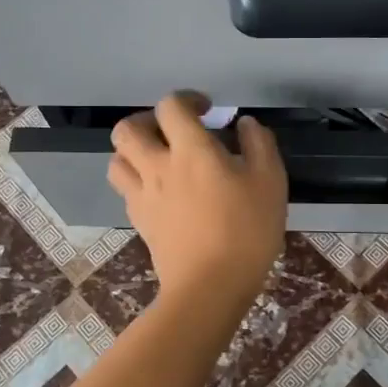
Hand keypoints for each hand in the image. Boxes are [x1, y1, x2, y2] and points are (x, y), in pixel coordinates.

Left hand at [109, 95, 287, 307]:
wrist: (210, 287)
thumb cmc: (247, 231)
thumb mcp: (270, 182)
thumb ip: (259, 144)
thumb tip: (244, 124)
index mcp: (191, 150)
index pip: (171, 107)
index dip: (186, 100)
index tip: (206, 111)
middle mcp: (158, 166)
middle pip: (127, 129)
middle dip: (147, 121)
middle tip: (172, 132)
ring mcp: (143, 195)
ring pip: (117, 160)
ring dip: (133, 152)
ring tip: (158, 160)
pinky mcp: (139, 221)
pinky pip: (126, 190)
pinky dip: (137, 181)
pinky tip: (160, 192)